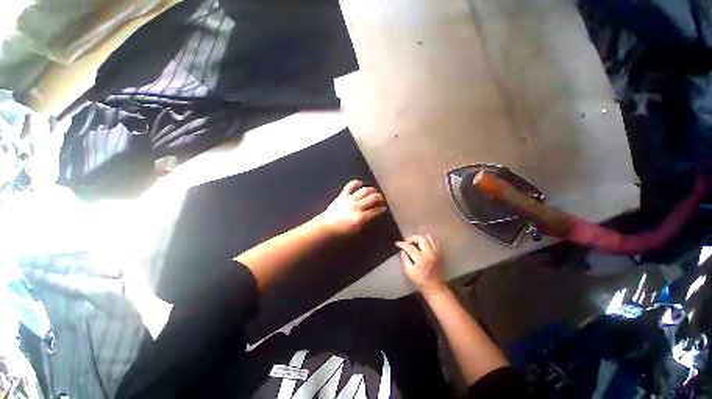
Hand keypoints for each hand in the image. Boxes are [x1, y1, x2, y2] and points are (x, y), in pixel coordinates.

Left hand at [319, 180, 386, 235]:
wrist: (326, 226)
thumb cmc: (342, 231)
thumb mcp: (357, 229)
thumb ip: (366, 220)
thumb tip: (373, 213)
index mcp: (360, 218)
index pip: (375, 210)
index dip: (381, 209)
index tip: (384, 207)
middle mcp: (356, 206)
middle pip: (372, 198)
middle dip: (380, 198)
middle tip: (382, 199)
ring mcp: (349, 199)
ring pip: (364, 190)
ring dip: (371, 190)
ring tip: (374, 192)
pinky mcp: (343, 195)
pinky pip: (350, 185)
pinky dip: (356, 183)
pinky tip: (360, 183)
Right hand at [396, 235, 445, 294]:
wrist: (435, 286)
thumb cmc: (420, 280)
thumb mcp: (409, 272)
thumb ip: (404, 259)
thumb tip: (402, 250)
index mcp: (421, 259)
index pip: (410, 247)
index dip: (402, 244)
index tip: (397, 243)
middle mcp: (430, 253)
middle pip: (421, 238)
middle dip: (412, 238)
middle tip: (407, 243)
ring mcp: (436, 252)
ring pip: (429, 237)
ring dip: (420, 238)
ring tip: (415, 243)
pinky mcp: (440, 253)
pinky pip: (435, 241)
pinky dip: (428, 241)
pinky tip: (424, 245)